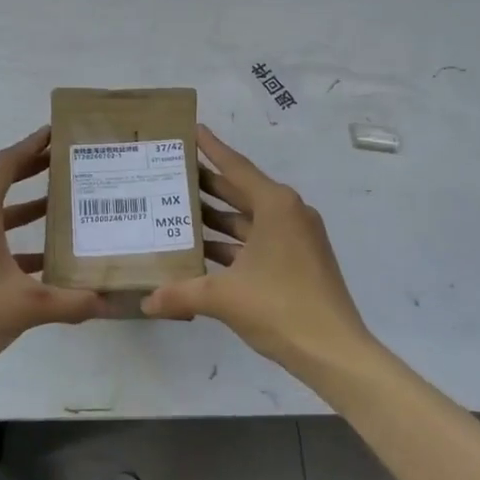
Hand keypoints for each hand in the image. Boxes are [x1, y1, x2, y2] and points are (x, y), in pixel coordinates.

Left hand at [0, 128, 104, 377]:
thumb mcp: (27, 305)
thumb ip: (72, 302)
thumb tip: (111, 302)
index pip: (5, 165)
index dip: (31, 146)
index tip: (56, 133)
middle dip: (31, 169)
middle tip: (66, 162)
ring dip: (25, 205)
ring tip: (61, 202)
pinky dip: (15, 237)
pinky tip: (45, 255)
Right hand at [142, 126, 377, 373]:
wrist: (334, 351)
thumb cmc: (280, 307)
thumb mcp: (223, 297)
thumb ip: (180, 294)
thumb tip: (146, 301)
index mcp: (276, 206)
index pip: (236, 167)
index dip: (212, 148)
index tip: (193, 128)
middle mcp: (288, 213)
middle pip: (241, 191)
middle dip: (208, 183)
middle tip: (172, 171)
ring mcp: (296, 239)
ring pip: (248, 219)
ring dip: (217, 217)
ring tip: (177, 210)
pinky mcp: (298, 262)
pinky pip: (258, 241)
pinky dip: (232, 244)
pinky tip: (202, 252)